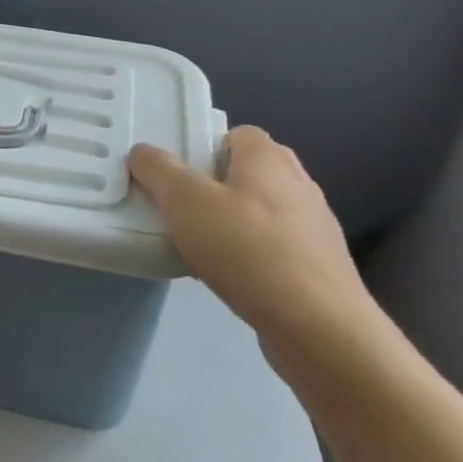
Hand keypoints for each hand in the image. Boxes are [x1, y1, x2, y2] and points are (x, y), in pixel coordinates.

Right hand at [129, 126, 379, 375]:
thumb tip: (142, 152)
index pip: (237, 134)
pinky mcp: (320, 266)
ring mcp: (315, 226)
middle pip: (249, 172)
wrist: (318, 327)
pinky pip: (276, 247)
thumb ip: (159, 171)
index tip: (179, 176)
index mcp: (269, 158)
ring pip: (263, 211)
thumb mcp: (185, 202)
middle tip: (184, 209)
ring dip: (235, 223)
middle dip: (216, 186)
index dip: (206, 148)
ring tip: (203, 248)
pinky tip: (232, 277)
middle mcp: (298, 183)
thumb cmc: (247, 250)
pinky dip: (254, 255)